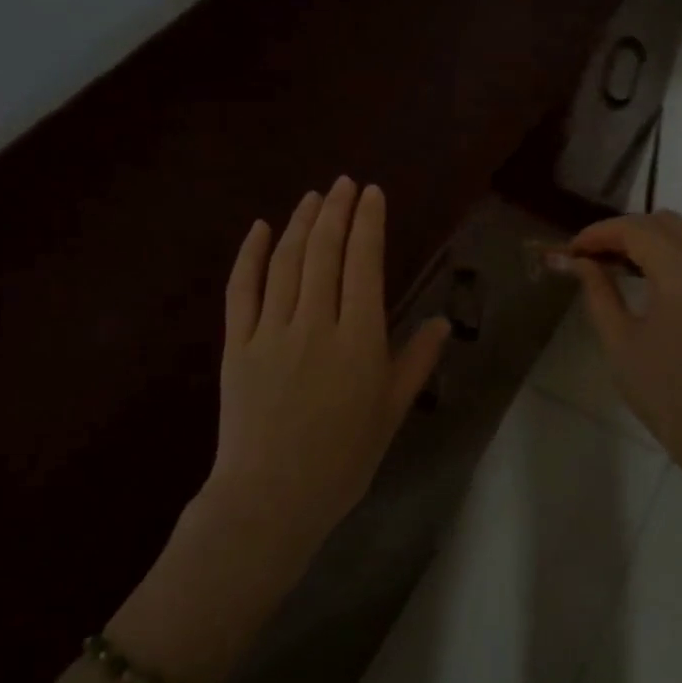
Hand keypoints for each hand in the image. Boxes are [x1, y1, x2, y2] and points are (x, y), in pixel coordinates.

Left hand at [199, 177, 449, 567]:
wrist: (271, 499)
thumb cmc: (342, 460)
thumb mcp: (391, 413)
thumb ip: (416, 362)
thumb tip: (444, 322)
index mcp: (358, 341)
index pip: (364, 265)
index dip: (368, 223)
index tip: (372, 193)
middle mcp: (315, 325)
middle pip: (325, 253)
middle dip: (336, 211)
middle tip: (344, 183)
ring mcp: (271, 332)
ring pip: (287, 263)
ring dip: (301, 224)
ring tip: (313, 197)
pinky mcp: (237, 345)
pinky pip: (241, 290)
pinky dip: (251, 255)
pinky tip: (261, 229)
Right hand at [561, 212, 681, 503]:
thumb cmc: (669, 393)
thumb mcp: (621, 343)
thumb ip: (599, 293)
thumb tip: (580, 263)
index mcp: (681, 269)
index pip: (633, 229)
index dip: (598, 233)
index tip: (571, 250)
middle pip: (663, 221)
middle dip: (624, 231)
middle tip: (592, 258)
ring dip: (655, 234)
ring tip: (626, 263)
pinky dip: (680, 248)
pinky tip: (659, 277)